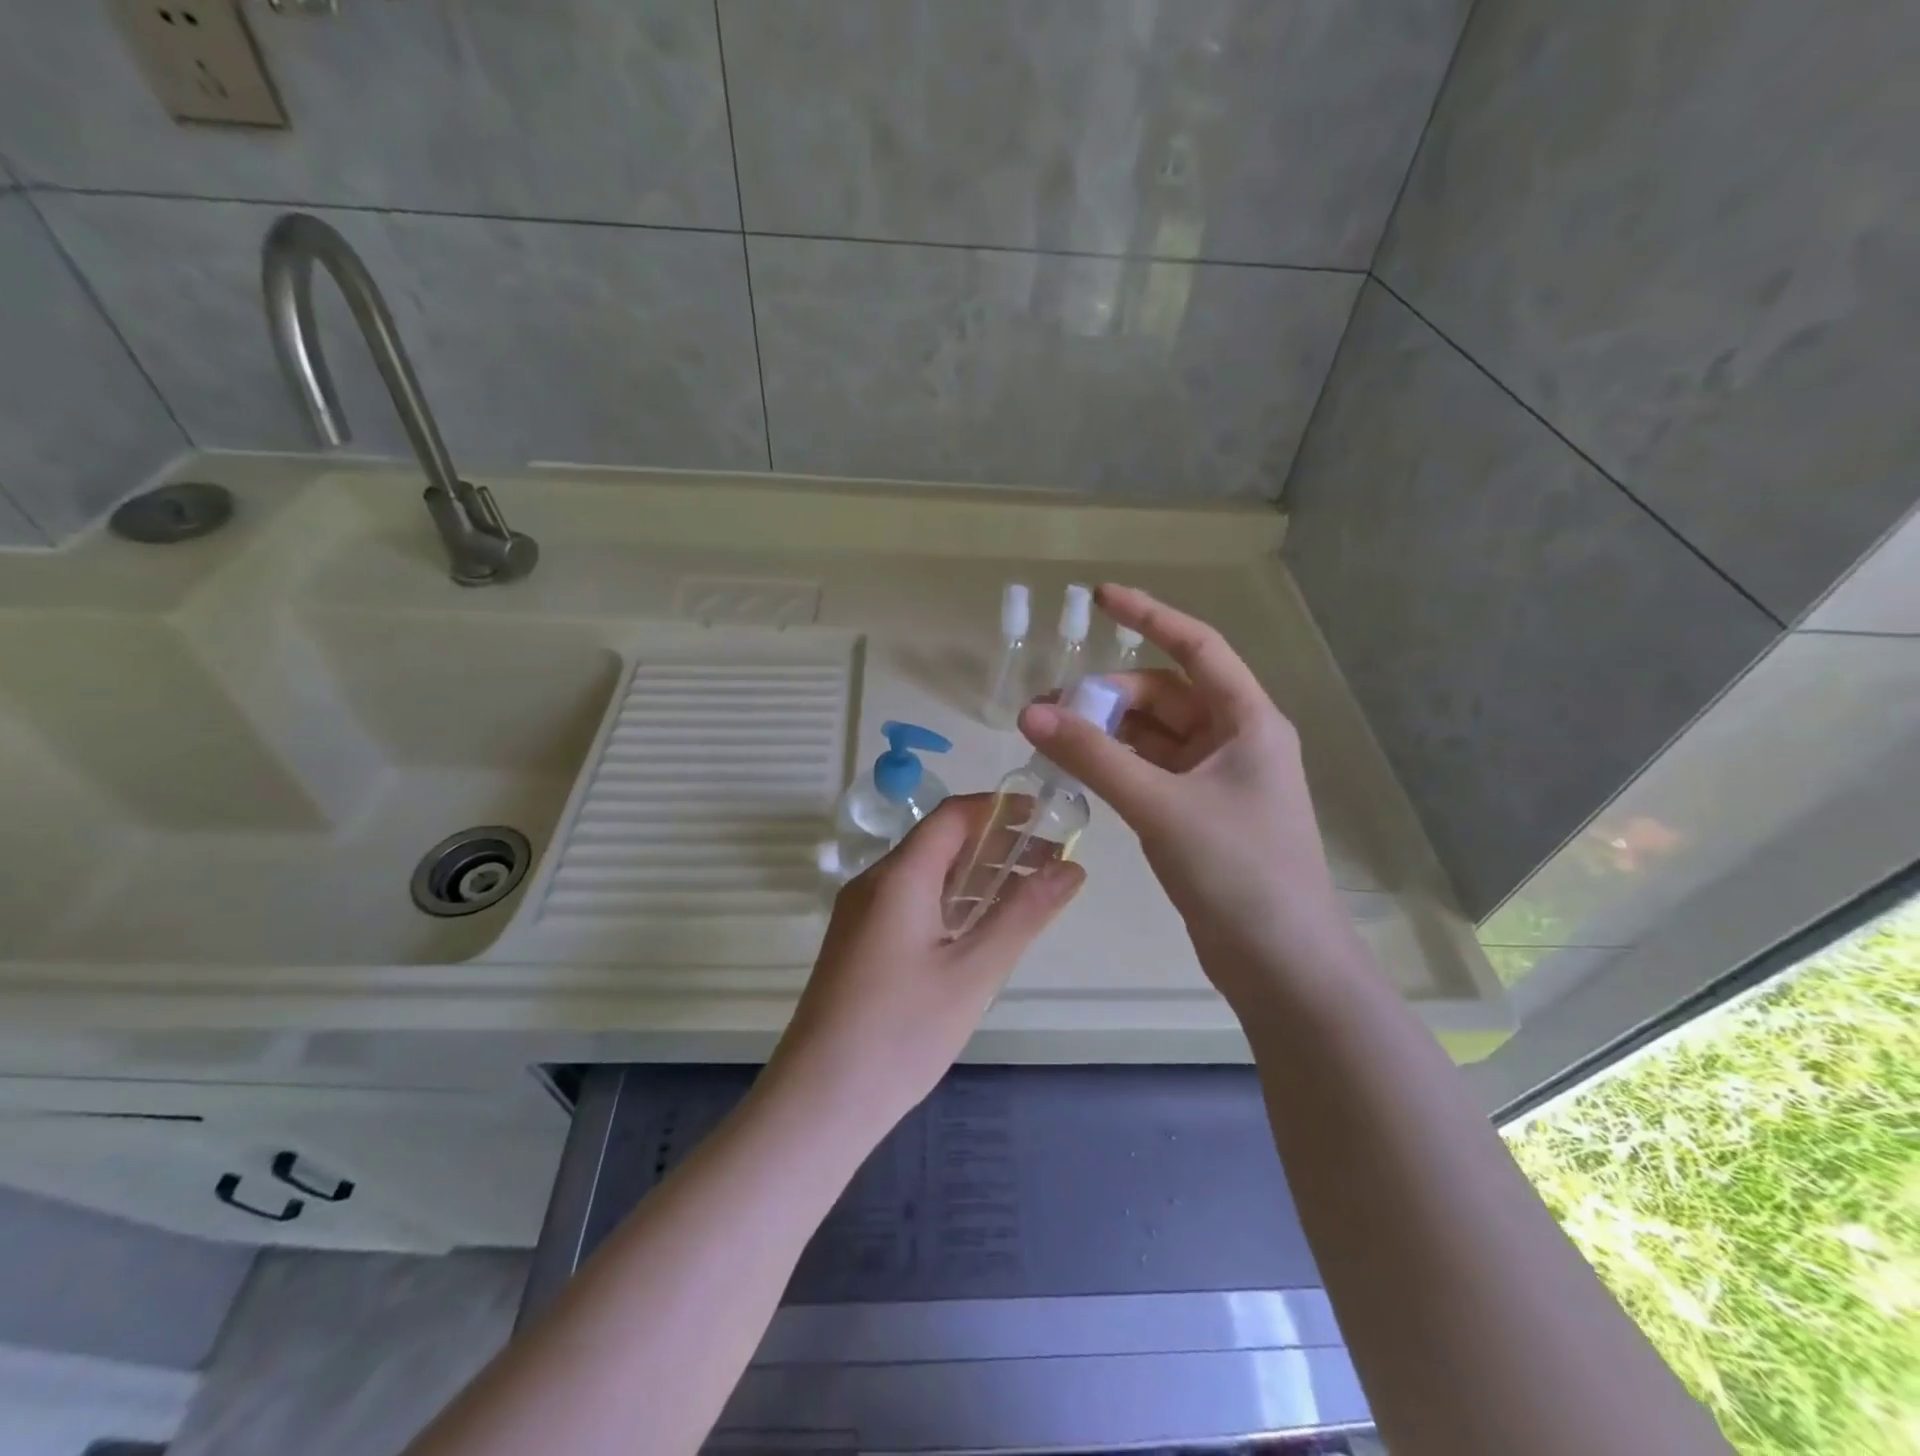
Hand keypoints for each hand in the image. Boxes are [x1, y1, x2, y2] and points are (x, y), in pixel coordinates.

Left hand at [765, 795, 1083, 1136]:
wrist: (818, 1101)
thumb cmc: (901, 1032)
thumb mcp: (974, 972)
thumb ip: (1024, 914)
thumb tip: (1072, 868)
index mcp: (899, 876)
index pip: (953, 816)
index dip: (1000, 809)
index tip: (1046, 819)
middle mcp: (874, 883)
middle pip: (940, 842)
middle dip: (996, 844)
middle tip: (1049, 862)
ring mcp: (862, 914)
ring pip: (926, 875)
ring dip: (975, 875)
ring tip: (1027, 891)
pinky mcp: (860, 943)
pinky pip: (911, 903)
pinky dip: (951, 902)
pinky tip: (980, 927)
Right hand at [1018, 584, 1356, 1009]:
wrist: (1281, 963)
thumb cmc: (1237, 870)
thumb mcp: (1160, 805)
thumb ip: (1094, 757)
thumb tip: (1031, 712)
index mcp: (1247, 721)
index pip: (1196, 647)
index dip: (1149, 616)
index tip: (1100, 598)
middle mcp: (1236, 741)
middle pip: (1166, 695)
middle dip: (1110, 694)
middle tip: (1050, 708)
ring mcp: (1218, 780)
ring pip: (1155, 735)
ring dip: (1109, 731)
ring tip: (1053, 736)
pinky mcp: (1200, 815)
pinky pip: (1151, 771)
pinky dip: (1117, 764)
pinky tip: (1080, 769)